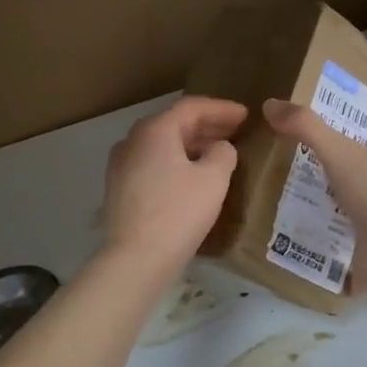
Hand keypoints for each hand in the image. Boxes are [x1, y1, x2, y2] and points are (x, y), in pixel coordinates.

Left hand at [101, 96, 247, 273]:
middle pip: (174, 124)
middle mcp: (132, 140)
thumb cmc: (178, 212)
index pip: (191, 107)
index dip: (221, 108)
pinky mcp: (120, 188)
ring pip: (162, 145)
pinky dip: (176, 162)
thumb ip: (223, 154)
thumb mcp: (213, 179)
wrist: (135, 258)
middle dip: (207, 126)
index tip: (245, 114)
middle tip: (236, 130)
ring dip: (191, 145)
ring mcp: (121, 165)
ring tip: (219, 152)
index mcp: (154, 130)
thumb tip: (219, 148)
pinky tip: (193, 176)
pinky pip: (153, 164)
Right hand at [262, 97, 366, 291]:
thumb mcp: (337, 150)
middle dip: (356, 177)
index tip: (356, 143)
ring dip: (343, 209)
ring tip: (307, 204)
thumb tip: (270, 104)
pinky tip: (311, 240)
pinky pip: (353, 243)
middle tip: (320, 173)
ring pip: (366, 211)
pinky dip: (335, 241)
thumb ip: (306, 127)